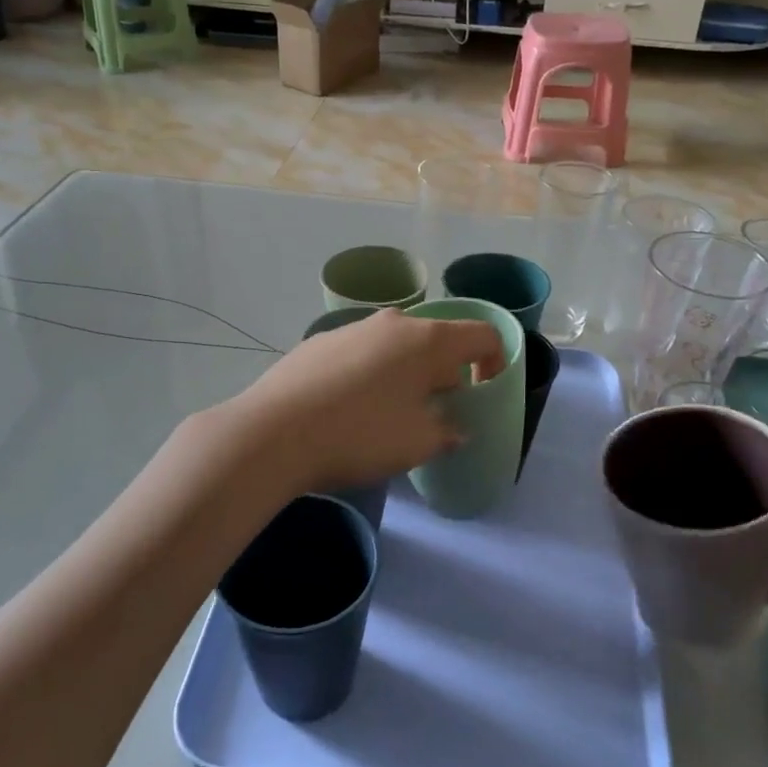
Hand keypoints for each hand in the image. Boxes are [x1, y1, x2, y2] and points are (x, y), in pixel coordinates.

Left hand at [221, 309, 504, 496]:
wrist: (273, 433)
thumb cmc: (361, 435)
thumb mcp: (418, 444)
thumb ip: (447, 433)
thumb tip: (453, 428)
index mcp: (428, 340)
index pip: (482, 335)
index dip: (495, 362)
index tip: (482, 394)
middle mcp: (393, 323)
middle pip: (437, 339)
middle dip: (445, 372)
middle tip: (435, 410)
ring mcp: (351, 328)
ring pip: (396, 345)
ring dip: (406, 372)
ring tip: (388, 412)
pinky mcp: (318, 342)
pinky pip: (361, 353)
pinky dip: (370, 374)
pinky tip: (348, 408)